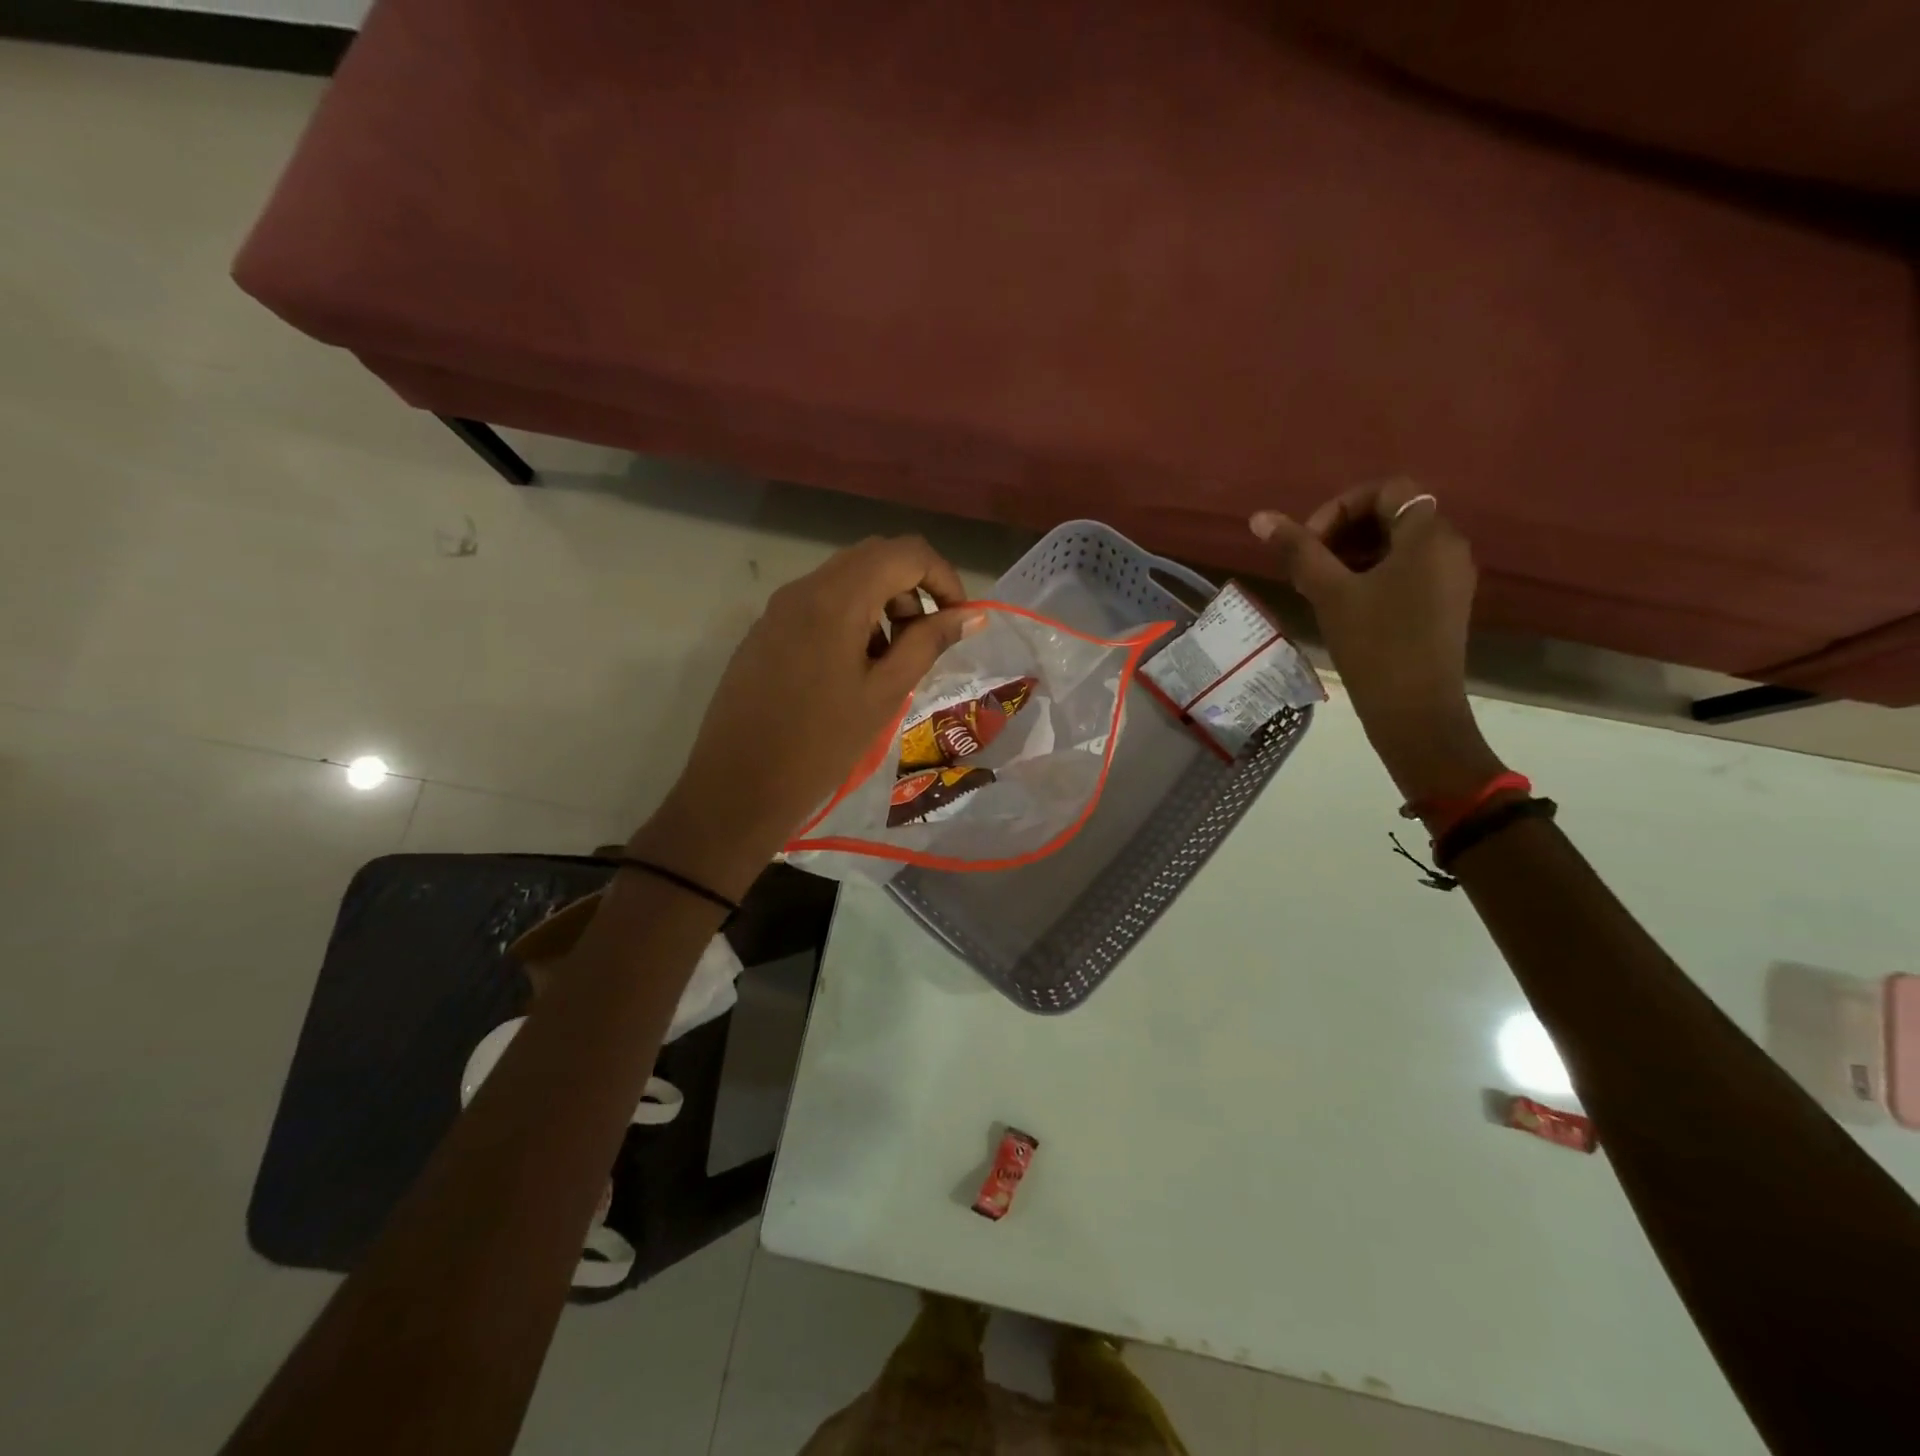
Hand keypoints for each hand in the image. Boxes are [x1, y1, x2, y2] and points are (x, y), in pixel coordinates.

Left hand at [636, 536, 979, 896]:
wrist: (738, 787)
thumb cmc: (821, 744)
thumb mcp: (885, 693)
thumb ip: (928, 643)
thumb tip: (970, 615)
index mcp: (837, 598)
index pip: (906, 553)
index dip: (943, 577)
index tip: (959, 619)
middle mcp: (804, 588)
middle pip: (874, 558)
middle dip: (913, 589)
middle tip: (927, 640)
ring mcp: (778, 609)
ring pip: (845, 581)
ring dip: (882, 605)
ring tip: (891, 662)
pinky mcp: (764, 632)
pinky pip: (818, 605)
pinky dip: (851, 620)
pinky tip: (852, 671)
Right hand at [1250, 484, 1500, 801]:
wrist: (1415, 711)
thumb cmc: (1374, 645)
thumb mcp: (1330, 593)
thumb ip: (1298, 550)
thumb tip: (1259, 518)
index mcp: (1428, 535)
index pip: (1387, 490)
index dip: (1341, 506)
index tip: (1309, 542)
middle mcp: (1448, 547)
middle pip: (1393, 516)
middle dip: (1343, 532)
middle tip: (1307, 565)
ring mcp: (1449, 578)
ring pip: (1397, 546)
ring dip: (1353, 554)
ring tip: (1317, 587)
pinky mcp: (1443, 604)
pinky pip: (1406, 571)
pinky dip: (1372, 574)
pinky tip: (1343, 604)